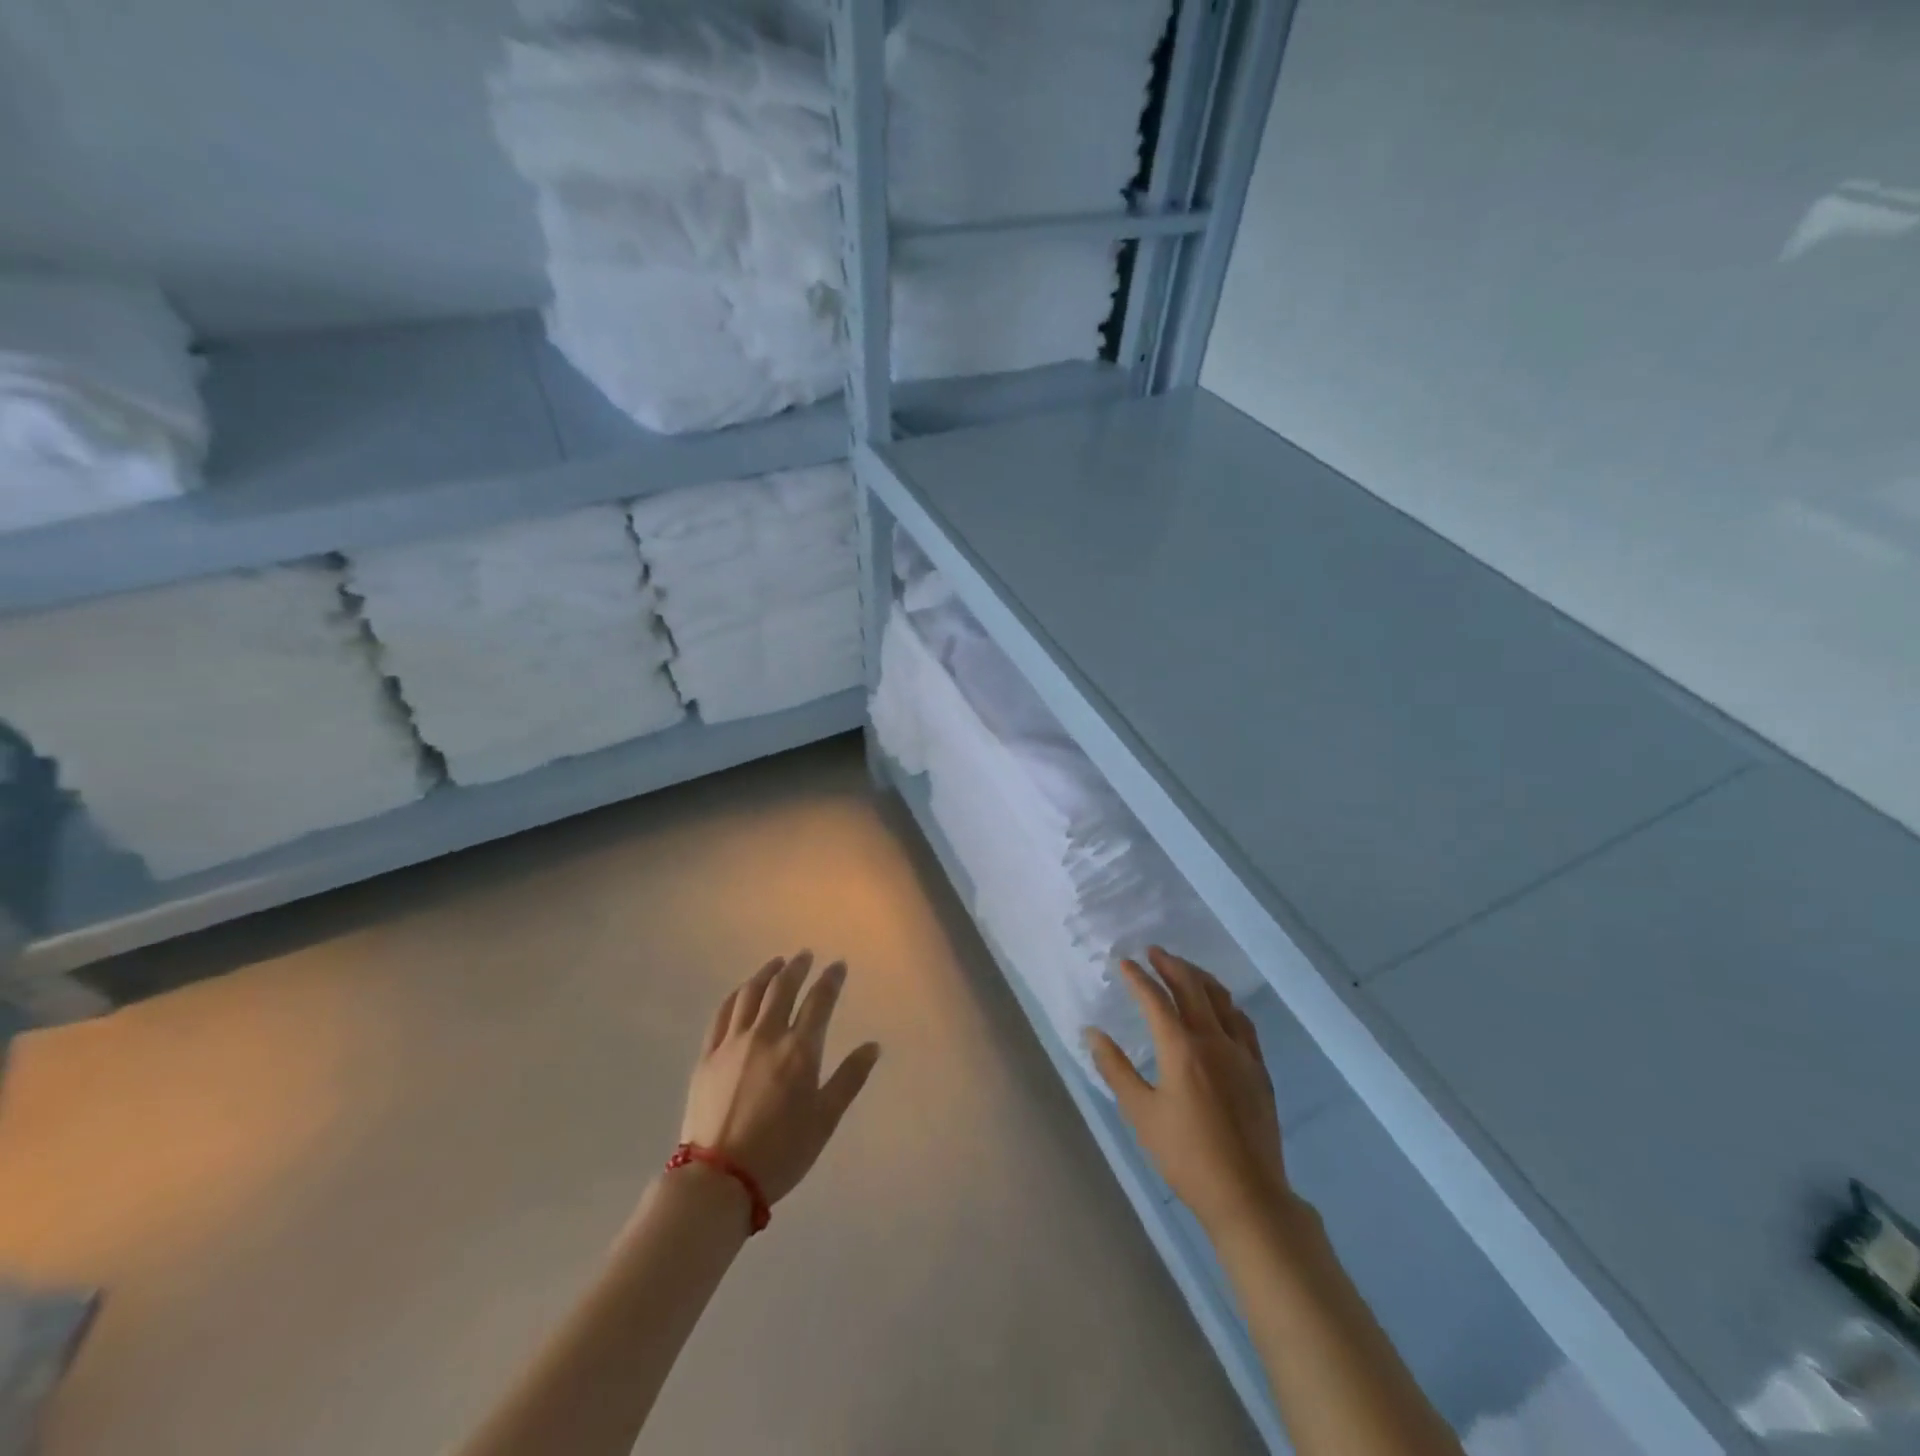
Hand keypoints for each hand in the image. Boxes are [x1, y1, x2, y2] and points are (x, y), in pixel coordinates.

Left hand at [680, 951, 881, 1206]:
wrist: (718, 1179)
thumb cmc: (781, 1151)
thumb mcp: (825, 1119)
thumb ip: (850, 1079)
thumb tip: (873, 1046)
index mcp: (799, 1050)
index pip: (819, 1001)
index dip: (831, 979)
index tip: (838, 965)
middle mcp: (766, 1035)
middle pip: (782, 988)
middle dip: (797, 967)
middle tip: (805, 956)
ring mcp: (732, 1043)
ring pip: (750, 994)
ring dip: (766, 974)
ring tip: (776, 964)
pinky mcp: (707, 1056)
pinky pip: (722, 1014)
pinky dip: (735, 996)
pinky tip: (741, 992)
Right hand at [1087, 947, 1294, 1238]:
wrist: (1248, 1195)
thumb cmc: (1186, 1156)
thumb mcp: (1141, 1114)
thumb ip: (1115, 1068)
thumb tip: (1092, 1033)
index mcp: (1181, 1049)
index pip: (1155, 1000)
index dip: (1137, 978)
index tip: (1123, 963)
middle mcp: (1214, 1040)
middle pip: (1192, 988)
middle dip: (1170, 965)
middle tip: (1153, 952)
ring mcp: (1242, 1053)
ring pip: (1222, 999)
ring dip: (1199, 978)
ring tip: (1183, 969)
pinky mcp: (1259, 1069)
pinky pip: (1242, 1021)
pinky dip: (1225, 1003)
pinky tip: (1221, 1006)